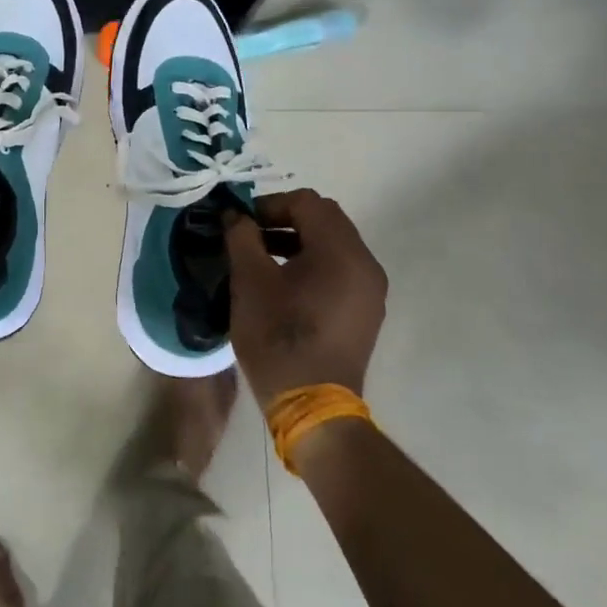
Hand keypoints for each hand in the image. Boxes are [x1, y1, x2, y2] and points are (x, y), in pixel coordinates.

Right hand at [223, 188, 387, 406]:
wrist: (311, 404)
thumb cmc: (278, 337)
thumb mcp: (249, 281)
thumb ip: (242, 238)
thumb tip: (235, 215)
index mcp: (341, 252)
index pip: (307, 202)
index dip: (270, 205)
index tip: (242, 224)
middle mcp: (365, 263)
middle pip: (325, 218)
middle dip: (284, 219)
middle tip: (250, 236)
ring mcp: (370, 289)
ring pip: (333, 244)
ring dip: (298, 240)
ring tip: (262, 259)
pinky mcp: (366, 310)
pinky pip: (340, 268)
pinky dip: (313, 263)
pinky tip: (285, 284)